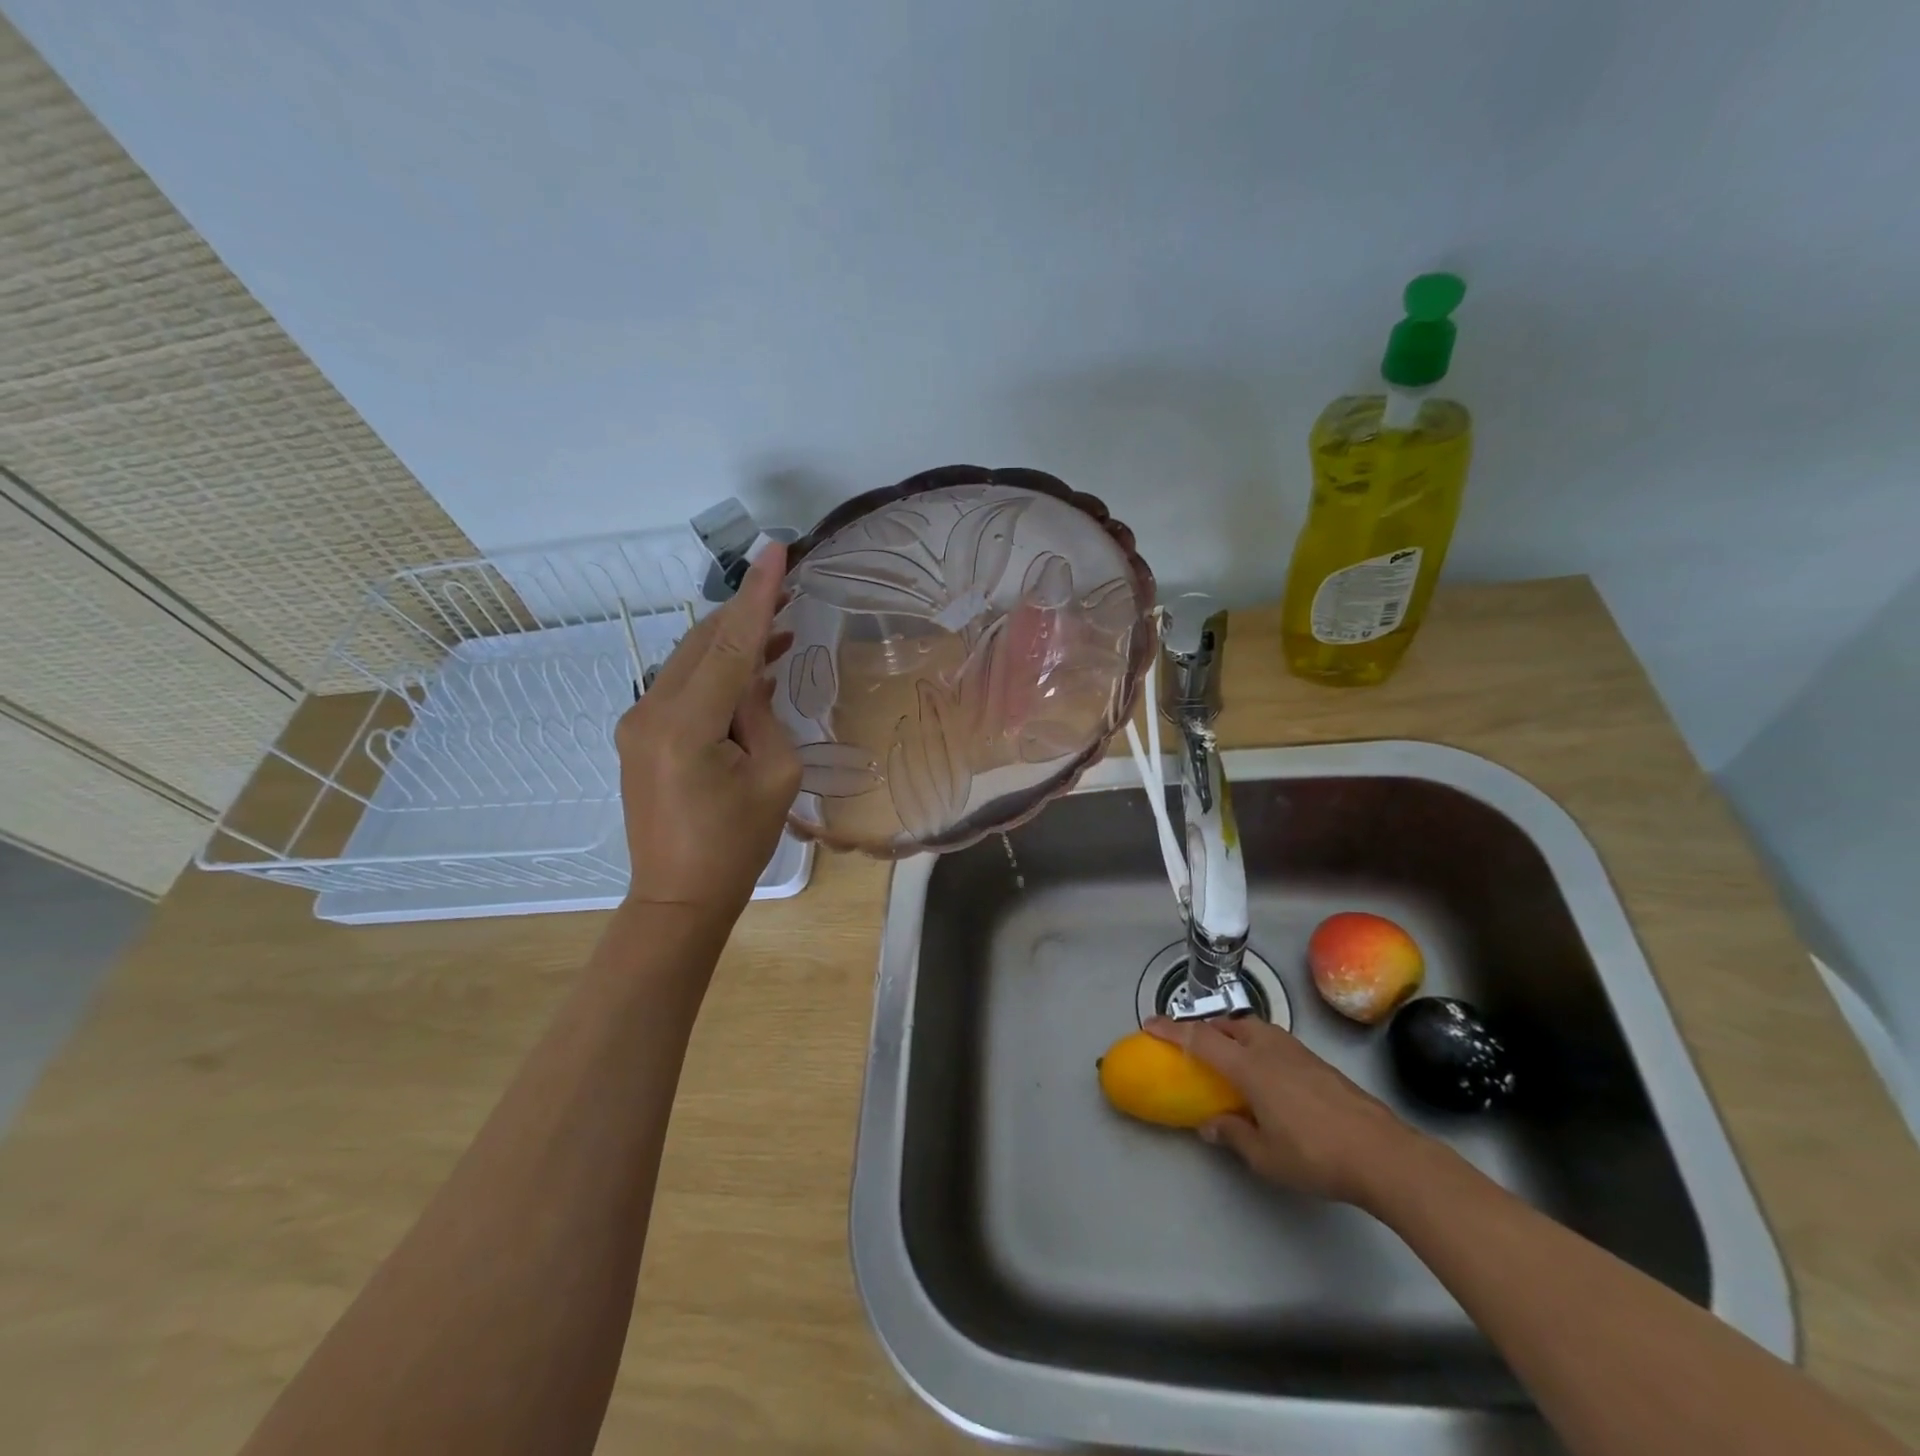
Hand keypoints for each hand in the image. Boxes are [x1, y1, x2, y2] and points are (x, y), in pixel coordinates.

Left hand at [614, 543, 800, 917]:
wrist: (679, 895)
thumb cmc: (736, 844)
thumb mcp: (774, 775)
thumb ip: (762, 714)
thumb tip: (750, 680)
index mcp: (686, 724)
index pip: (730, 643)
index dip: (757, 594)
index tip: (776, 550)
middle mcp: (651, 710)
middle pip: (704, 642)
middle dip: (746, 610)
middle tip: (787, 584)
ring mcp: (638, 721)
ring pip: (692, 660)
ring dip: (734, 641)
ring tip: (780, 625)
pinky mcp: (640, 734)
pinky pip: (684, 687)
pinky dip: (718, 672)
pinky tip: (752, 669)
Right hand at [1146, 1014, 1424, 1206]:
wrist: (1384, 1153)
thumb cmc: (1316, 1155)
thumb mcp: (1265, 1156)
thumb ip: (1232, 1135)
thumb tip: (1209, 1124)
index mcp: (1249, 1067)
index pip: (1201, 1040)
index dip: (1173, 1031)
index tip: (1150, 1024)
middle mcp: (1269, 1048)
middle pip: (1230, 1024)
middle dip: (1207, 1028)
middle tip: (1194, 1044)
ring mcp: (1297, 1052)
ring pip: (1255, 1028)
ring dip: (1235, 1033)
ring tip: (1230, 1056)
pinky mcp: (1318, 1063)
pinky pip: (1274, 1041)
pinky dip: (1258, 1046)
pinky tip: (1266, 1074)